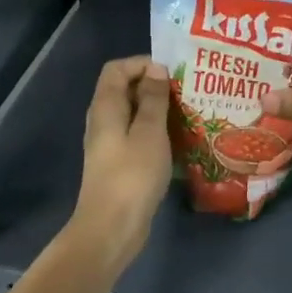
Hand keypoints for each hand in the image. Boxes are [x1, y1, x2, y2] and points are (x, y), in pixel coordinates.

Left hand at [70, 56, 171, 269]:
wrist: (112, 228)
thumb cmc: (132, 175)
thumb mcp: (150, 132)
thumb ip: (153, 99)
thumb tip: (156, 70)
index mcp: (106, 107)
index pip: (117, 69)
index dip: (143, 64)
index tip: (172, 75)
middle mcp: (103, 120)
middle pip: (125, 89)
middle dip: (155, 86)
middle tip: (187, 93)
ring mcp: (110, 144)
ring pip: (134, 114)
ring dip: (159, 110)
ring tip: (189, 114)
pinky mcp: (120, 164)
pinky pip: (138, 136)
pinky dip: (156, 132)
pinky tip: (179, 141)